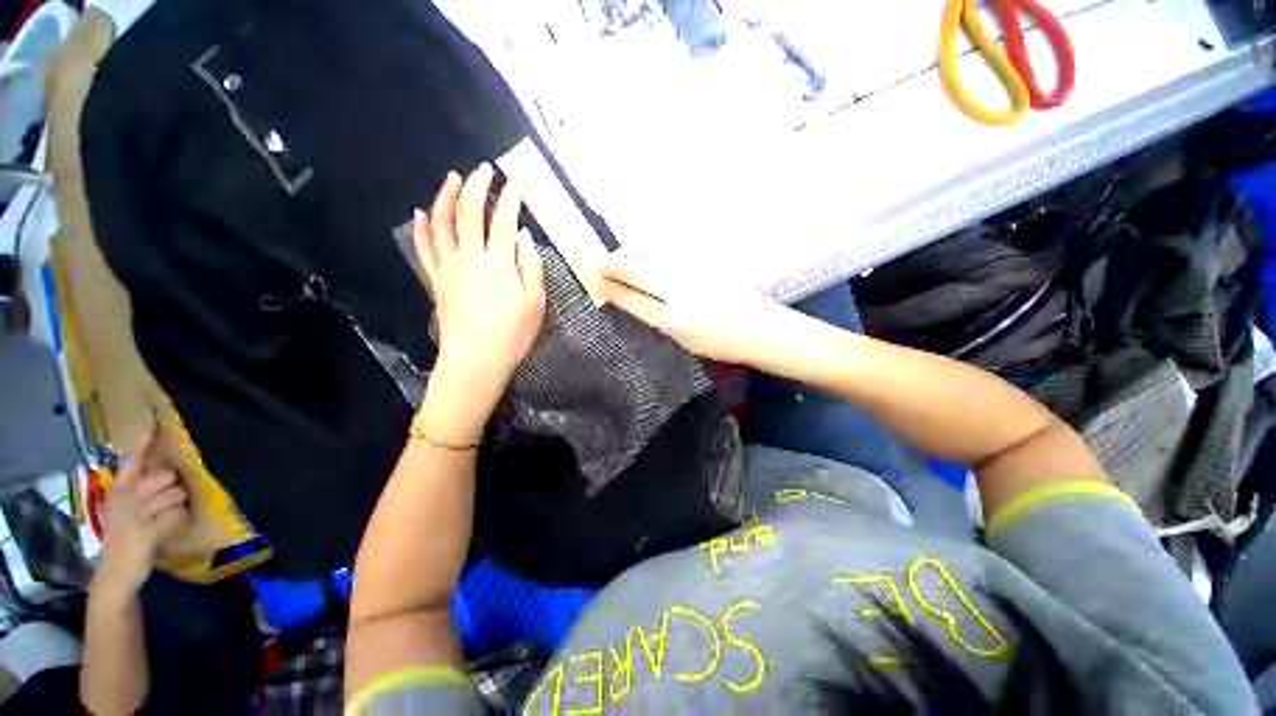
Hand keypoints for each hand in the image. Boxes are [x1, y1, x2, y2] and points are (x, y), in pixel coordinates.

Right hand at [94, 425, 188, 599]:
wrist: (116, 574)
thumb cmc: (126, 538)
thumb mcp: (128, 509)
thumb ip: (140, 488)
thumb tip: (164, 470)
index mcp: (119, 490)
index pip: (133, 460)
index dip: (144, 443)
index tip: (153, 423)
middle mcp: (125, 497)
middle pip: (165, 476)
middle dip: (172, 486)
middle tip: (163, 503)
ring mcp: (136, 514)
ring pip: (175, 493)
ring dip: (177, 505)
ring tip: (163, 518)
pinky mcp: (147, 531)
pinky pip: (177, 514)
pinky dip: (177, 520)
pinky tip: (165, 530)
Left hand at [415, 163, 545, 392]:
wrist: (475, 360)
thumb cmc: (512, 335)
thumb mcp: (535, 303)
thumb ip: (531, 267)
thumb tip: (523, 236)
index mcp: (499, 264)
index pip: (504, 221)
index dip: (510, 199)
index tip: (516, 183)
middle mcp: (470, 258)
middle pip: (468, 212)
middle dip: (477, 186)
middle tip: (485, 170)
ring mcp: (449, 267)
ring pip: (442, 223)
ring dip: (446, 196)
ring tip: (453, 178)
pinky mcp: (436, 279)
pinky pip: (424, 247)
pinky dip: (422, 227)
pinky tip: (422, 212)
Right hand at [596, 252, 789, 364]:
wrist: (760, 329)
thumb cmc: (721, 344)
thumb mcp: (684, 342)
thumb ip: (658, 321)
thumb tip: (633, 302)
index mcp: (674, 321)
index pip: (632, 300)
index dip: (611, 290)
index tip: (595, 282)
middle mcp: (679, 292)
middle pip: (636, 271)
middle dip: (612, 265)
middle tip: (596, 263)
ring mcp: (692, 272)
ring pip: (651, 254)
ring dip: (629, 253)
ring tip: (618, 256)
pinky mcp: (704, 261)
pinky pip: (668, 251)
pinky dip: (650, 251)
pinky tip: (644, 253)